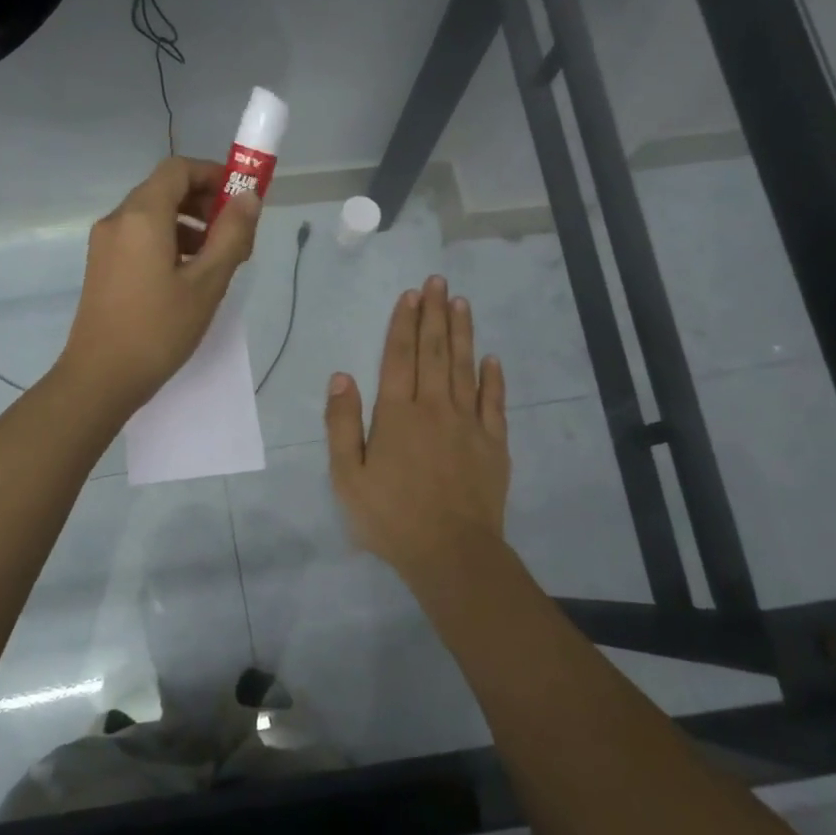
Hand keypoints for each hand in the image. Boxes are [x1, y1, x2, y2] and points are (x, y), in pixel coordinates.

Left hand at [58, 157, 259, 413]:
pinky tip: (186, 276)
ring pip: (151, 216)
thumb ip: (231, 235)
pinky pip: (138, 238)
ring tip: (215, 260)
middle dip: (202, 202)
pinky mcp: (101, 266)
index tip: (240, 199)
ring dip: (187, 225)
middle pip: (163, 190)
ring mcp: (104, 244)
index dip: (212, 174)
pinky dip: (166, 242)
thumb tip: (249, 197)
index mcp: (142, 216)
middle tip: (234, 234)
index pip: (178, 169)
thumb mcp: (206, 283)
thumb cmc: (158, 330)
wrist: (100, 377)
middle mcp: (117, 220)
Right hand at [326, 276, 510, 589]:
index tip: (411, 294)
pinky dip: (493, 377)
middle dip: (435, 314)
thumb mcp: (347, 476)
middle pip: (434, 352)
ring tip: (461, 303)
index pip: (400, 357)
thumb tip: (341, 376)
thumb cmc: (391, 517)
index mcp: (397, 414)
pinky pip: (494, 402)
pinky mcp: (493, 443)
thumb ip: (342, 424)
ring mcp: (468, 424)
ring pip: (464, 368)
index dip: (404, 324)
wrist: (451, 552)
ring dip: (462, 333)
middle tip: (439, 282)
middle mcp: (434, 408)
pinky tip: (492, 358)